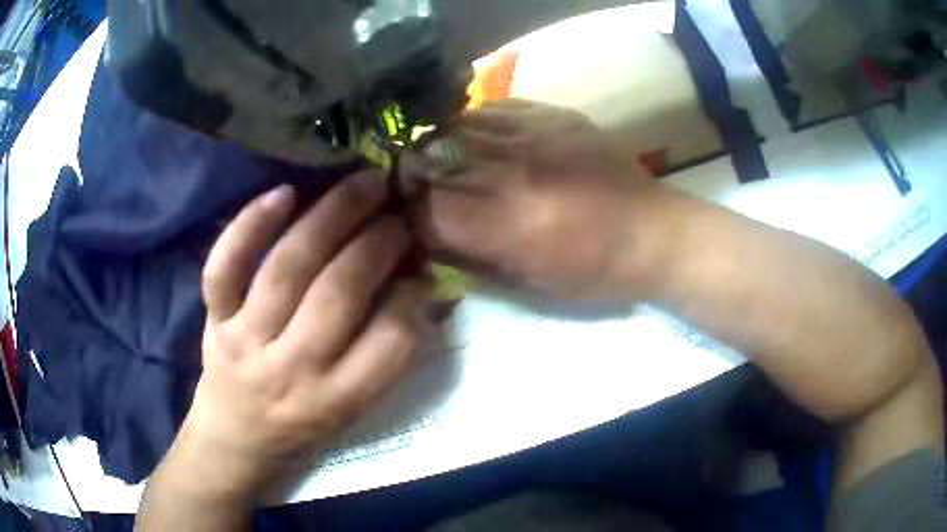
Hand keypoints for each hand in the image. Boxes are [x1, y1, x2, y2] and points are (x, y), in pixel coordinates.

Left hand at [168, 173, 431, 499]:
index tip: (423, 263)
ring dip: (330, 218)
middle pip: (337, 295)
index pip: (388, 341)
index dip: (413, 293)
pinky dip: (249, 227)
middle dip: (377, 243)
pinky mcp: (215, 318)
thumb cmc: (304, 424)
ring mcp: (246, 339)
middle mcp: (292, 370)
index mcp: (337, 399)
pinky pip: (224, 267)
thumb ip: (388, 351)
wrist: (238, 434)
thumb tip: (422, 285)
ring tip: (364, 184)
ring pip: (287, 269)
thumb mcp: (355, 407)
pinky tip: (284, 193)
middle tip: (399, 211)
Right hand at [407, 100, 658, 297]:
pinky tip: (479, 139)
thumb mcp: (531, 284)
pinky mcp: (552, 115)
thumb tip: (431, 238)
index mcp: (510, 224)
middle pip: (433, 161)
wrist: (654, 232)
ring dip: (440, 148)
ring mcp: (533, 134)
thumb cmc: (596, 272)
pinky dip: (474, 125)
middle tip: (416, 190)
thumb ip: (473, 259)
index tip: (414, 225)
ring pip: (456, 128)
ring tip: (444, 162)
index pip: (428, 210)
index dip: (411, 219)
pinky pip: (492, 109)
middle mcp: (514, 171)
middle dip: (414, 178)